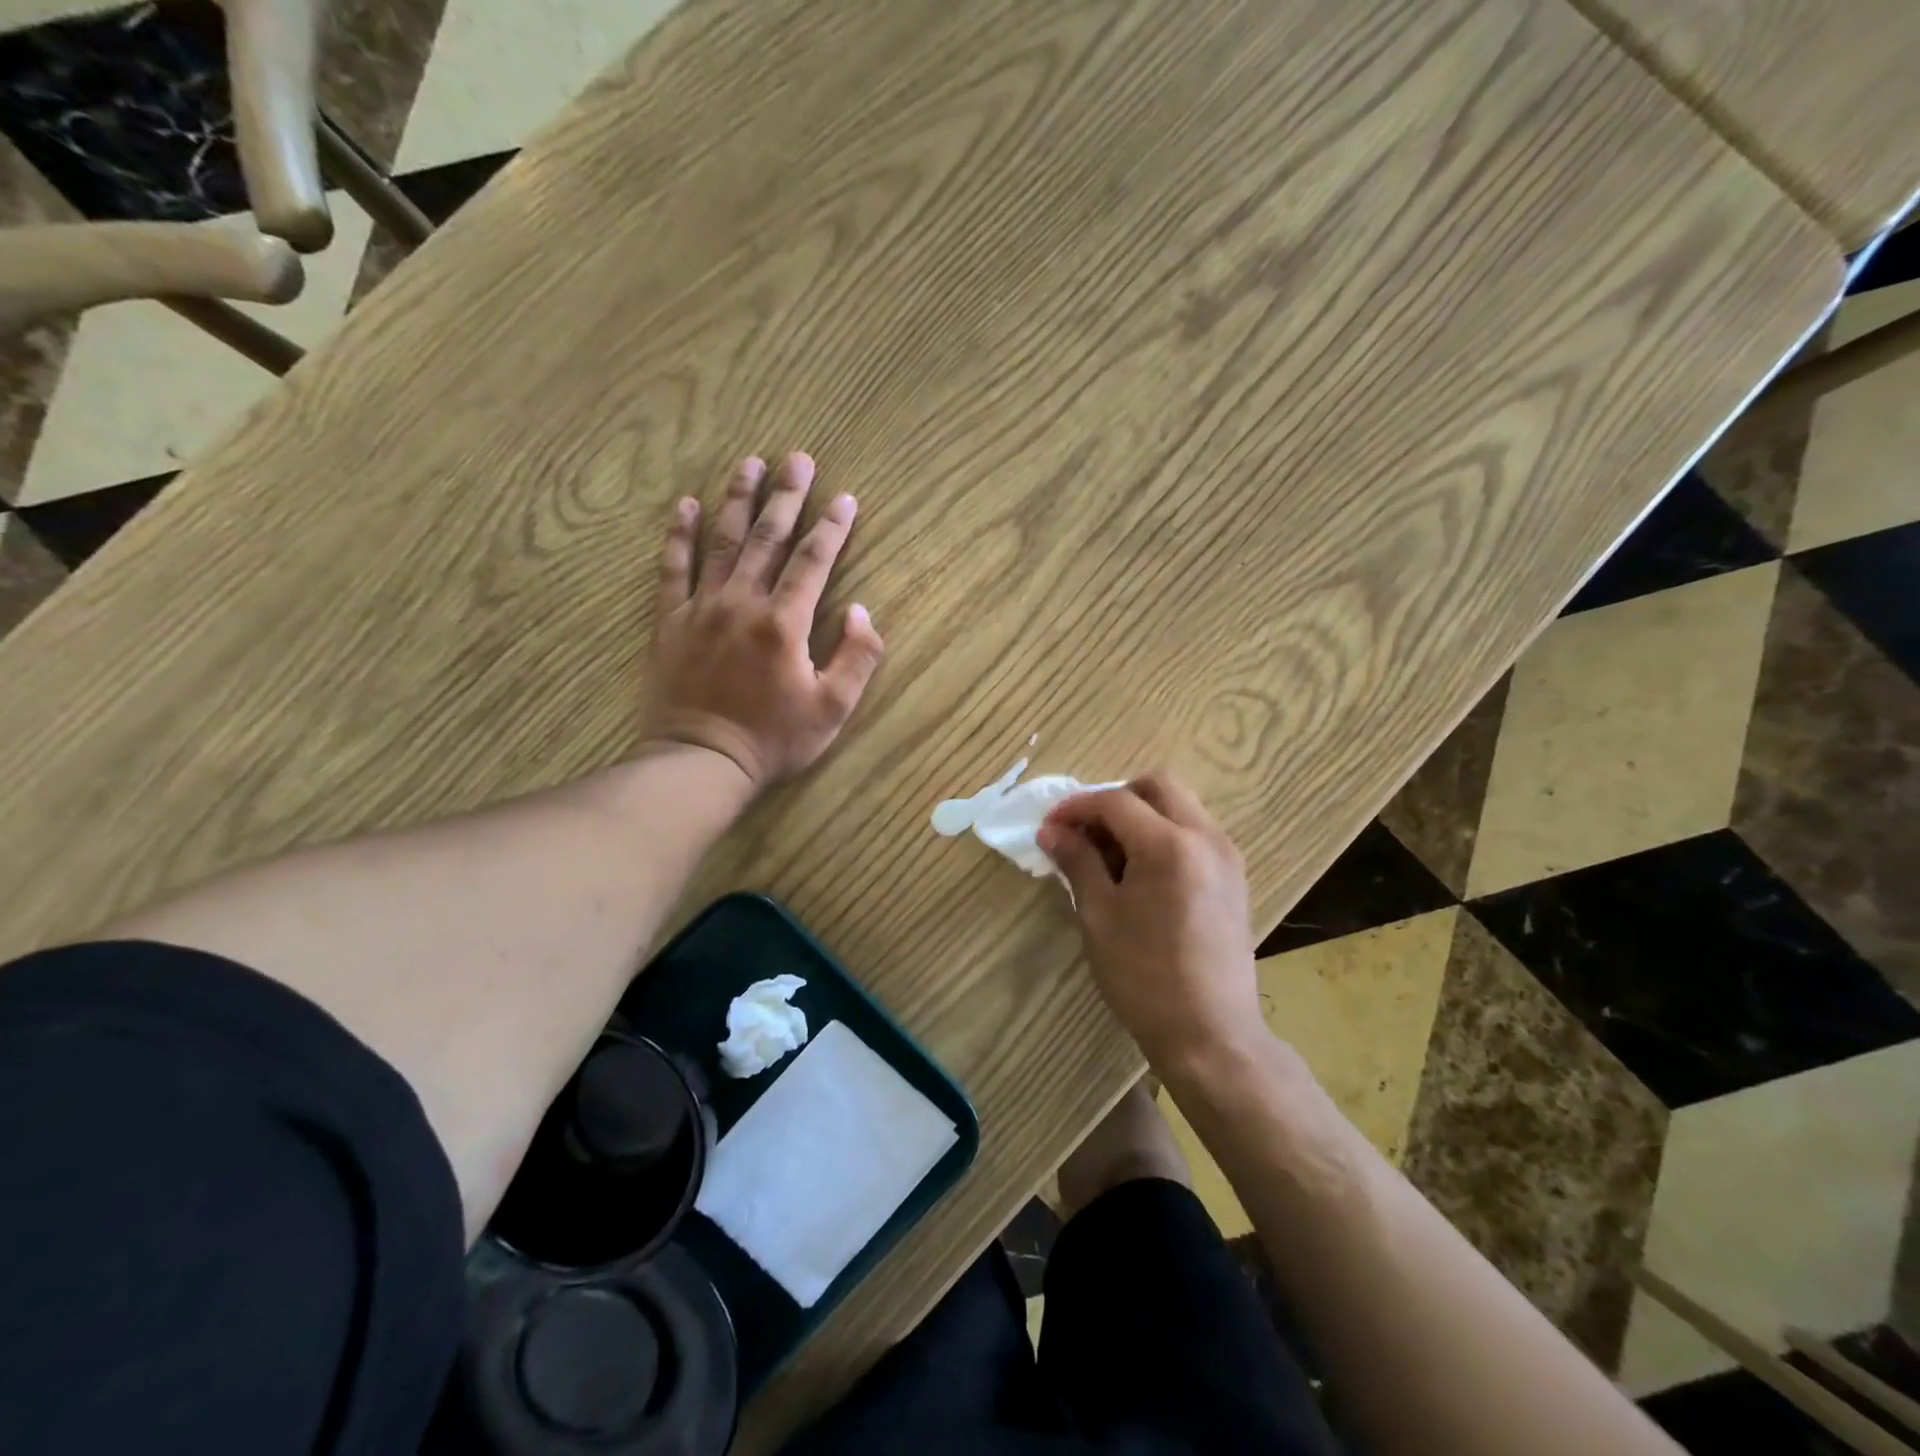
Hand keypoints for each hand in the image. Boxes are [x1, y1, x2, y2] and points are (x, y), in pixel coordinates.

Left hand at [644, 453, 884, 791]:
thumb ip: (856, 658)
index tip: (845, 498)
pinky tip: (686, 505)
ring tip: (749, 463)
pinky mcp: (670, 621)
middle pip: (767, 538)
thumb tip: (861, 611)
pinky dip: (680, 535)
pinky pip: (673, 569)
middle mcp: (742, 603)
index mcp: (784, 623)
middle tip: (798, 458)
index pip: (814, 561)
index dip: (832, 527)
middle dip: (786, 496)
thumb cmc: (773, 740)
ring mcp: (701, 608)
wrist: (701, 762)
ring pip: (721, 542)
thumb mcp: (832, 709)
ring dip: (737, 499)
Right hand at [1037, 772, 1261, 1072]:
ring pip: (1180, 805)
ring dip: (1141, 814)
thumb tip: (1051, 831)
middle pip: (1158, 785)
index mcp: (1170, 845)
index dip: (1076, 807)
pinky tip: (1140, 872)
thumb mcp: (1099, 916)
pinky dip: (1163, 834)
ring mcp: (1227, 856)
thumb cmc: (1144, 977)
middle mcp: (1206, 838)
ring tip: (1109, 854)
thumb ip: (1077, 862)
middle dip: (1115, 798)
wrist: (1211, 1035)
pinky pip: (1195, 832)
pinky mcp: (1234, 877)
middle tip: (1085, 830)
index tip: (1049, 826)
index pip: (1116, 802)